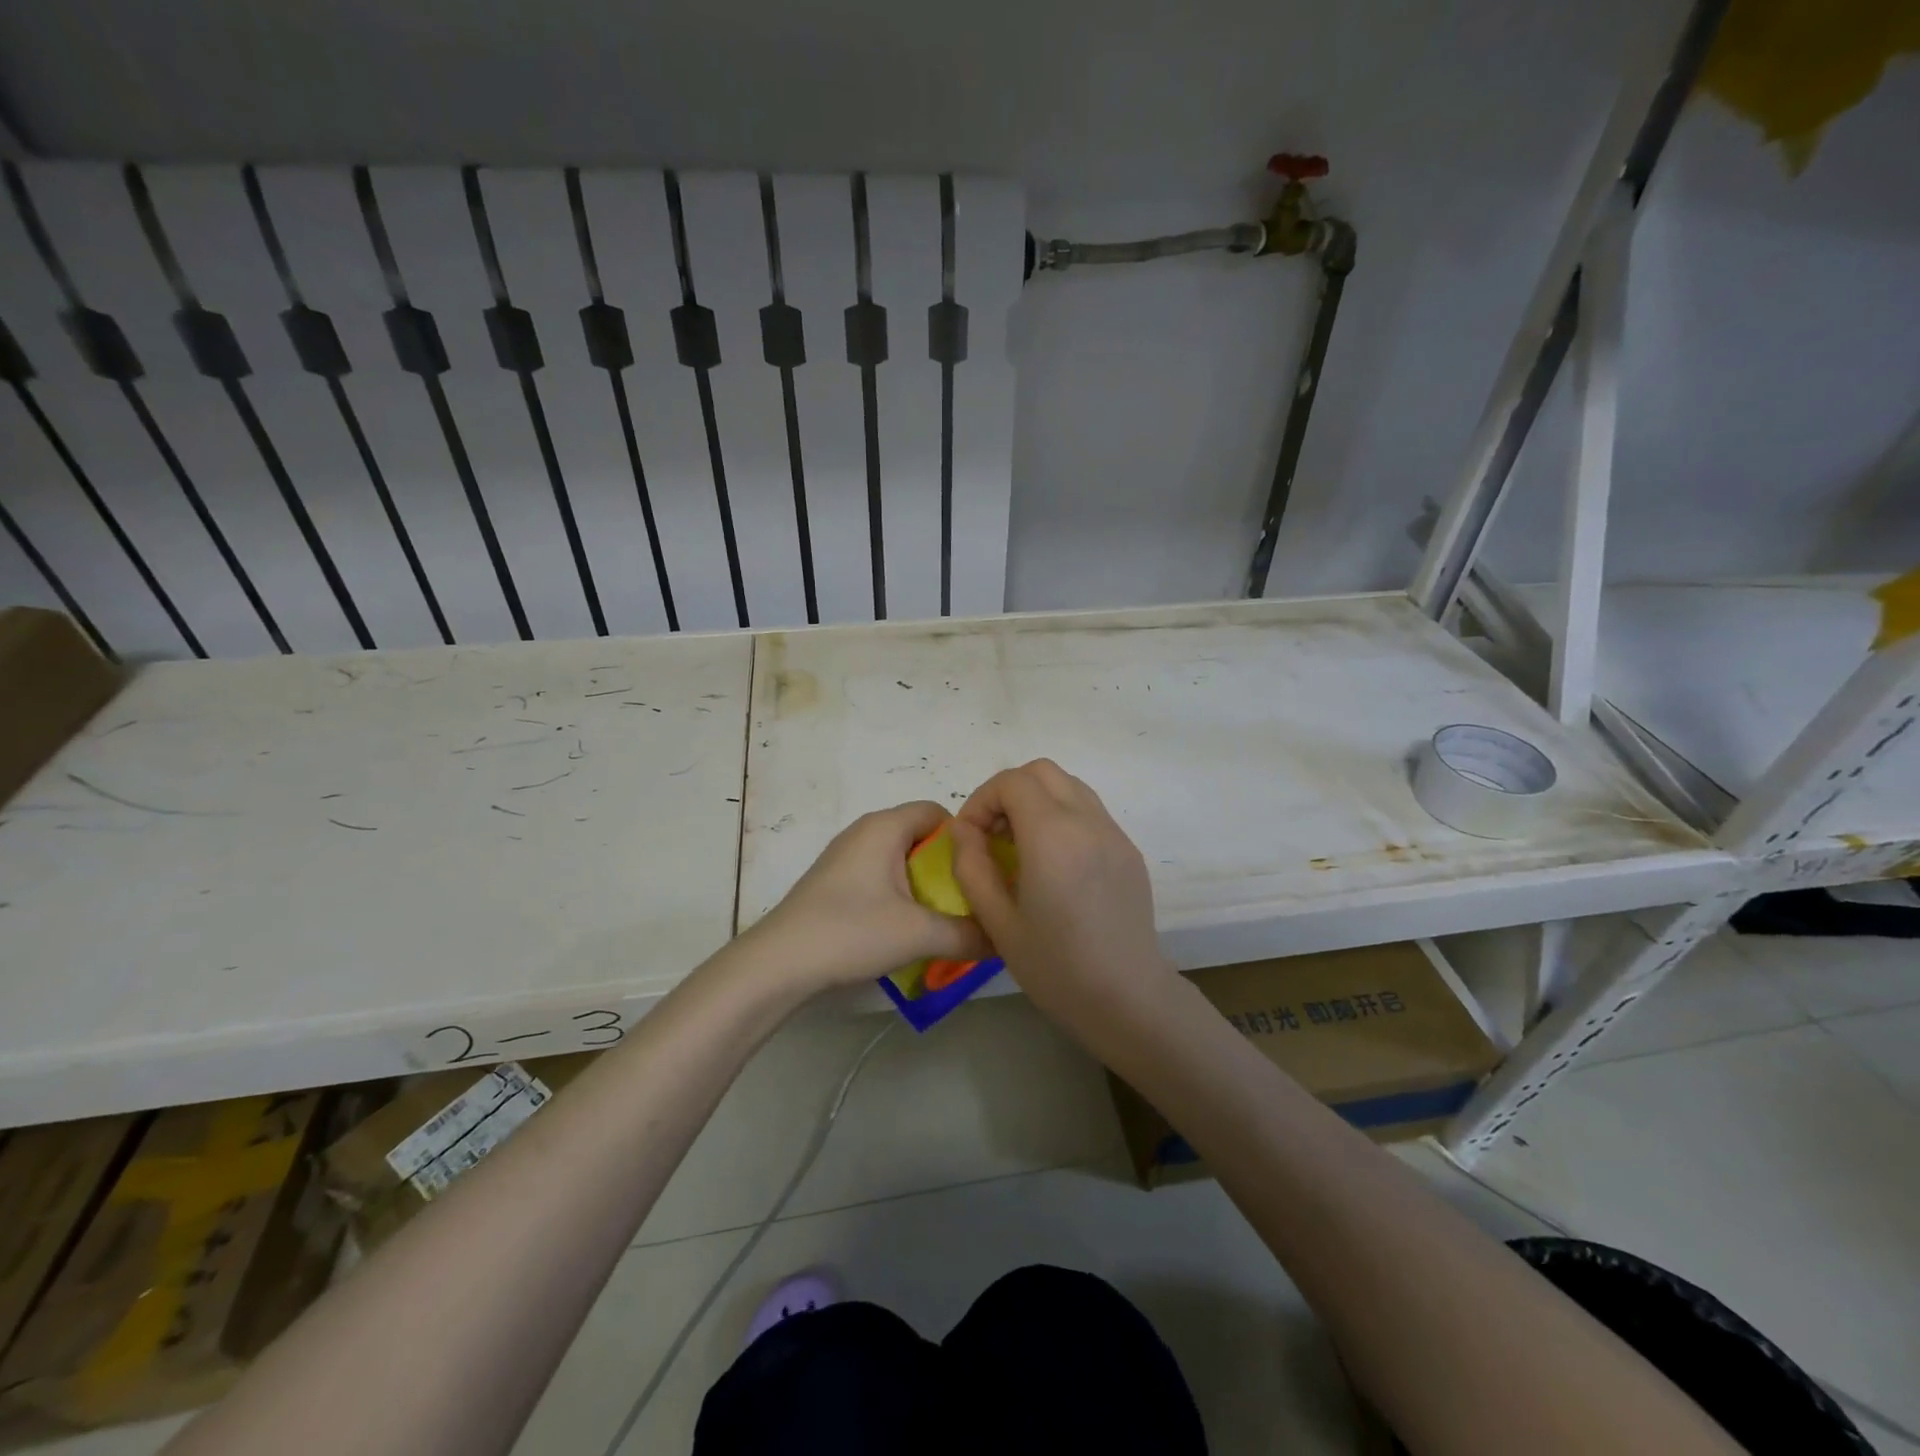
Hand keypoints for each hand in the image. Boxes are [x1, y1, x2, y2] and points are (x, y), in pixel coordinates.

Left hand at [746, 801, 991, 994]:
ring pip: (902, 860)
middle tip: (972, 901)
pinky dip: (902, 896)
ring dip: (926, 886)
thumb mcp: (919, 934)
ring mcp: (847, 857)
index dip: (967, 838)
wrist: (778, 964)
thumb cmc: (851, 932)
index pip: (939, 812)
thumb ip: (969, 933)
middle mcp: (865, 831)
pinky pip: (882, 877)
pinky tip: (908, 929)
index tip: (984, 873)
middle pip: (922, 836)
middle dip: (949, 867)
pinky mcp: (836, 882)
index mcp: (885, 826)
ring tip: (946, 919)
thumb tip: (1005, 939)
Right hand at [948, 760, 1176, 1027]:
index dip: (980, 801)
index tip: (970, 837)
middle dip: (1008, 792)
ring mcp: (1114, 832)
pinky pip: (1089, 811)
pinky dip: (1062, 817)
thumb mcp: (996, 922)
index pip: (1011, 782)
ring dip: (1037, 800)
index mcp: (1052, 835)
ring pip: (1069, 785)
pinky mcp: (1128, 849)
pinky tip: (1054, 864)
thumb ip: (971, 866)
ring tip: (1021, 846)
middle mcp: (1087, 821)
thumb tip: (963, 830)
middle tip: (992, 835)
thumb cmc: (1055, 967)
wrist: (1127, 998)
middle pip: (1041, 771)